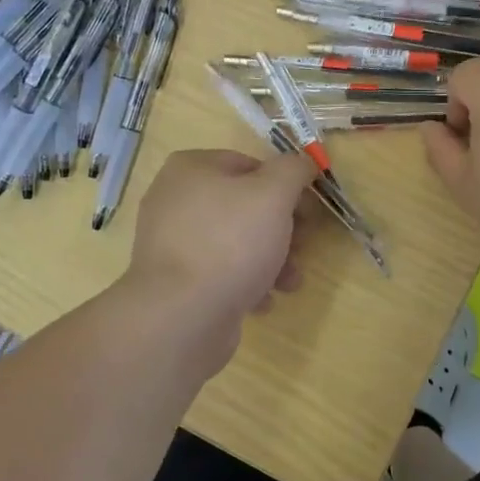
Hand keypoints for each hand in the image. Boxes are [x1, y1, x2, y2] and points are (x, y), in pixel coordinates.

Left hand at [125, 148, 316, 360]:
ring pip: (235, 242)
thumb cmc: (230, 243)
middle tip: (303, 247)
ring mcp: (171, 243)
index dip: (285, 186)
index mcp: (191, 168)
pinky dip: (245, 283)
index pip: (249, 165)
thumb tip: (303, 163)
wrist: (182, 317)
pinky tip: (262, 301)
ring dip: (270, 259)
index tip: (308, 212)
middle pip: (244, 206)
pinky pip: (219, 273)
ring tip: (290, 282)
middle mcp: (175, 200)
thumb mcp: (274, 194)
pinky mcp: (175, 281)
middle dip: (281, 228)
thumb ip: (293, 170)